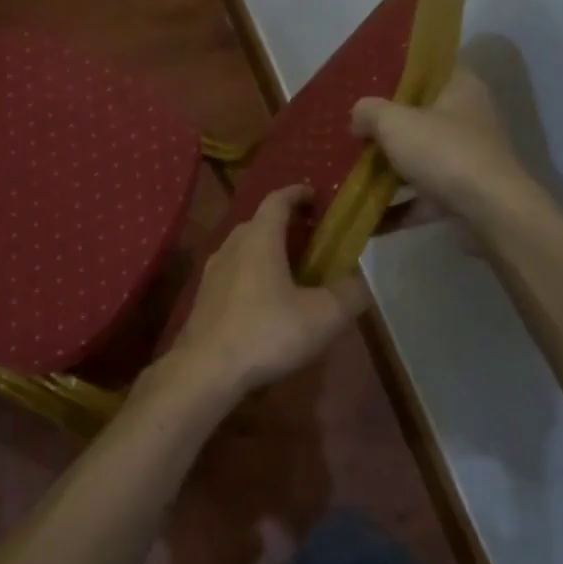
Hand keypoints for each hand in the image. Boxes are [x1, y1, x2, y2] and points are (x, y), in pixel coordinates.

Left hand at [162, 185, 368, 403]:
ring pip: (243, 250)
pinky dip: (252, 276)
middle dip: (285, 225)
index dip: (298, 193)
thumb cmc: (267, 332)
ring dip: (266, 252)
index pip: (277, 200)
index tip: (315, 195)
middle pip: (258, 223)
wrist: (206, 369)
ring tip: (291, 272)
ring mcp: (212, 273)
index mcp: (259, 238)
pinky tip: (266, 303)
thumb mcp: (324, 316)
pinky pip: (232, 275)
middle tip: (311, 239)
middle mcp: (231, 246)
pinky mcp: (203, 299)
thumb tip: (360, 284)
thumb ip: (349, 294)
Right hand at [352, 70, 531, 223]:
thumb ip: (369, 112)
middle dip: (385, 128)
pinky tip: (367, 219)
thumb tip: (358, 116)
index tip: (367, 85)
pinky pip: (422, 198)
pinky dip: (397, 207)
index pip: (429, 71)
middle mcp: (469, 120)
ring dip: (388, 170)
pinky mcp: (462, 195)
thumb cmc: (444, 152)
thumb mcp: (394, 122)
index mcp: (461, 88)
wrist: (489, 212)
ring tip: (351, 174)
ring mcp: (466, 160)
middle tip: (353, 131)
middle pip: (420, 118)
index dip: (397, 75)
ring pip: (419, 159)